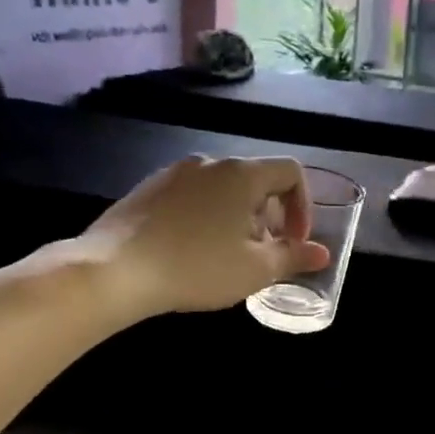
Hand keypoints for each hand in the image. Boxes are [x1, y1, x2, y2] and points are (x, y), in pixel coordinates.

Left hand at [42, 156, 329, 319]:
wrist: (113, 271)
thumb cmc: (196, 267)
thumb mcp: (255, 270)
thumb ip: (293, 258)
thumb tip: (321, 253)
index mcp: (242, 174)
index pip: (290, 172)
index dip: (303, 206)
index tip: (294, 241)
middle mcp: (209, 162)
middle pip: (255, 180)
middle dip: (269, 216)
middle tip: (261, 254)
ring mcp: (173, 173)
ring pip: (221, 189)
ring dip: (236, 218)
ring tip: (226, 256)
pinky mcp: (147, 189)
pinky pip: (191, 196)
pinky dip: (205, 217)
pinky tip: (190, 251)